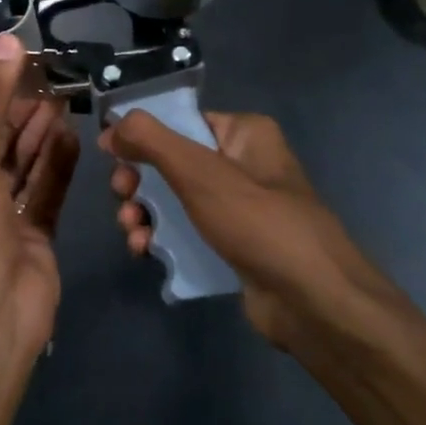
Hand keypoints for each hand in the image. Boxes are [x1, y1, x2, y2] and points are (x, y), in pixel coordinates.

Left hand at [0, 35, 79, 362]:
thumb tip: (8, 42)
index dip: (4, 102)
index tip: (30, 74)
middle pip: (5, 149)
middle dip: (28, 118)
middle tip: (58, 86)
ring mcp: (7, 222)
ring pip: (28, 170)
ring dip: (45, 139)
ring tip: (69, 105)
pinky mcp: (37, 240)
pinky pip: (48, 195)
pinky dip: (60, 168)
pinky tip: (75, 140)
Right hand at [101, 110, 394, 351]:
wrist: (315, 304)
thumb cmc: (259, 223)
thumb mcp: (200, 173)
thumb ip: (151, 141)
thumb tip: (112, 125)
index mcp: (243, 133)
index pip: (180, 120)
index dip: (140, 135)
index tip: (110, 155)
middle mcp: (242, 163)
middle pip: (171, 161)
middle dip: (138, 181)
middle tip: (122, 198)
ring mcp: (239, 207)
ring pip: (174, 199)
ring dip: (144, 213)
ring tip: (133, 233)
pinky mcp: (233, 244)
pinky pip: (186, 231)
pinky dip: (162, 237)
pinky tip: (146, 251)